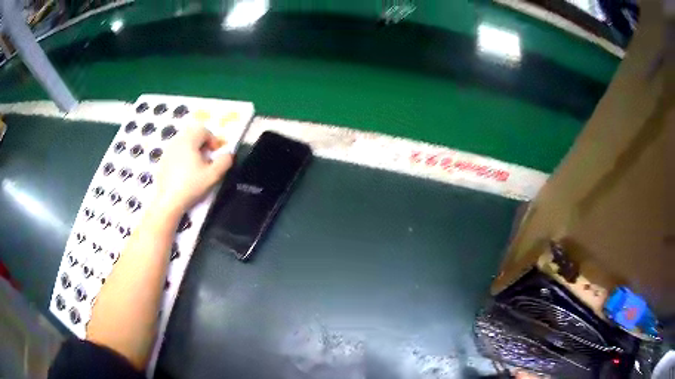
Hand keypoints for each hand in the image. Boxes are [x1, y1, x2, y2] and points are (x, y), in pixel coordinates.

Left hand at [153, 125, 232, 216]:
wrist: (168, 201)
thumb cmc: (191, 186)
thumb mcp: (213, 175)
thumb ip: (224, 161)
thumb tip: (229, 154)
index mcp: (189, 140)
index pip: (204, 130)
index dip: (213, 140)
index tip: (215, 154)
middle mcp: (177, 140)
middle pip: (192, 133)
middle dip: (202, 143)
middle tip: (206, 158)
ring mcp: (167, 150)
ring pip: (183, 141)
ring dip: (192, 148)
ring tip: (196, 165)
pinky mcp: (162, 160)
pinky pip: (175, 151)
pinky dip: (182, 155)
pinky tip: (184, 172)